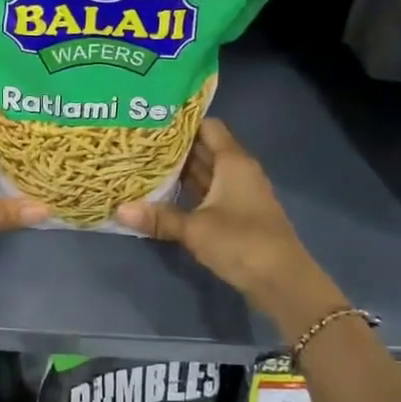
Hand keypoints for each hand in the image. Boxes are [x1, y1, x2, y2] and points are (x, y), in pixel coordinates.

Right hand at [115, 119, 342, 335]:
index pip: (208, 127)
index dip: (182, 122)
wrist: (282, 280)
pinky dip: (191, 191)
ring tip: (145, 165)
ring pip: (208, 173)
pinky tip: (166, 195)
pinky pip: (211, 193)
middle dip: (176, 147)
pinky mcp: (239, 215)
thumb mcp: (194, 229)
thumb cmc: (241, 242)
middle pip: (206, 148)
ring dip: (182, 171)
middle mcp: (239, 171)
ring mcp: (240, 193)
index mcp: (233, 162)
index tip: (152, 121)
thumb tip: (118, 210)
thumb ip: (158, 217)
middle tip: (140, 143)